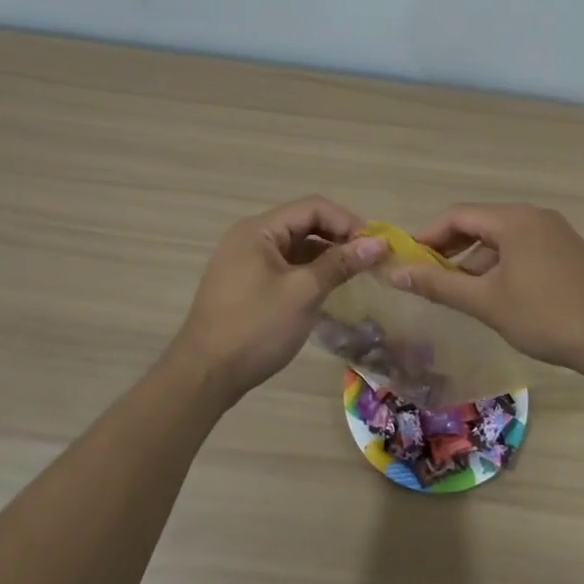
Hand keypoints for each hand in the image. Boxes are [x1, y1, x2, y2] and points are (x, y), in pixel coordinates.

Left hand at [167, 196, 387, 401]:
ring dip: (327, 255)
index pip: (313, 207)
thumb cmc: (256, 328)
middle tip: (371, 260)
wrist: (205, 375)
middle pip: (304, 223)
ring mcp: (246, 261)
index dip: (347, 221)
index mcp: (258, 230)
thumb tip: (378, 243)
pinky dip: (310, 272)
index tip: (375, 245)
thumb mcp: (303, 293)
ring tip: (357, 274)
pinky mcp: (247, 284)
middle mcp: (250, 237)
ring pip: (296, 246)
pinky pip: (286, 266)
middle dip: (339, 237)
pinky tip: (330, 288)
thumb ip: (340, 263)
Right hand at [389, 203, 583, 374]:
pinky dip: (501, 264)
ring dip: (476, 259)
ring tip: (459, 290)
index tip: (407, 260)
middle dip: (451, 248)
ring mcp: (557, 233)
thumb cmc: (545, 316)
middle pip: (481, 223)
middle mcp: (535, 217)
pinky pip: (524, 248)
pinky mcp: (570, 253)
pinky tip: (496, 294)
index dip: (428, 235)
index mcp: (514, 219)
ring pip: (503, 238)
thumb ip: (439, 284)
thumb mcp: (486, 302)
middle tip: (428, 276)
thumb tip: (397, 272)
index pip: (458, 215)